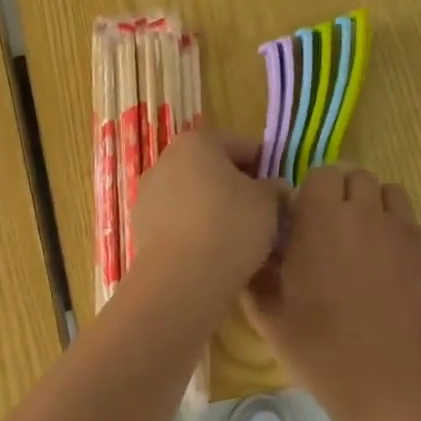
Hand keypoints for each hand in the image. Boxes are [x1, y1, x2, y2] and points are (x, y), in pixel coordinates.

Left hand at [127, 131, 282, 315]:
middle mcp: (165, 161)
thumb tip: (274, 188)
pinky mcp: (140, 228)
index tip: (280, 192)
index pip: (242, 146)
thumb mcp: (269, 203)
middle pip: (212, 171)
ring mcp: (148, 195)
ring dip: (215, 213)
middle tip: (263, 218)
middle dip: (237, 191)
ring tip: (240, 242)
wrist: (182, 278)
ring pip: (193, 199)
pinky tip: (215, 257)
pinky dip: (196, 234)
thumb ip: (274, 189)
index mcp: (196, 142)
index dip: (266, 167)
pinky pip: (178, 224)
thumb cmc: (230, 225)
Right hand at [244, 165, 420, 416]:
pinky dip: (407, 245)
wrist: (398, 384)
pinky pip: (419, 231)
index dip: (315, 193)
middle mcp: (366, 212)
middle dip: (348, 196)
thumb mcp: (270, 317)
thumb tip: (255, 253)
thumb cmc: (323, 349)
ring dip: (379, 212)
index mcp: (320, 219)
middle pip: (359, 177)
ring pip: (393, 197)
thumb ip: (257, 276)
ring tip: (372, 249)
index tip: (308, 220)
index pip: (321, 174)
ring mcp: (408, 230)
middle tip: (338, 233)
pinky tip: (401, 281)